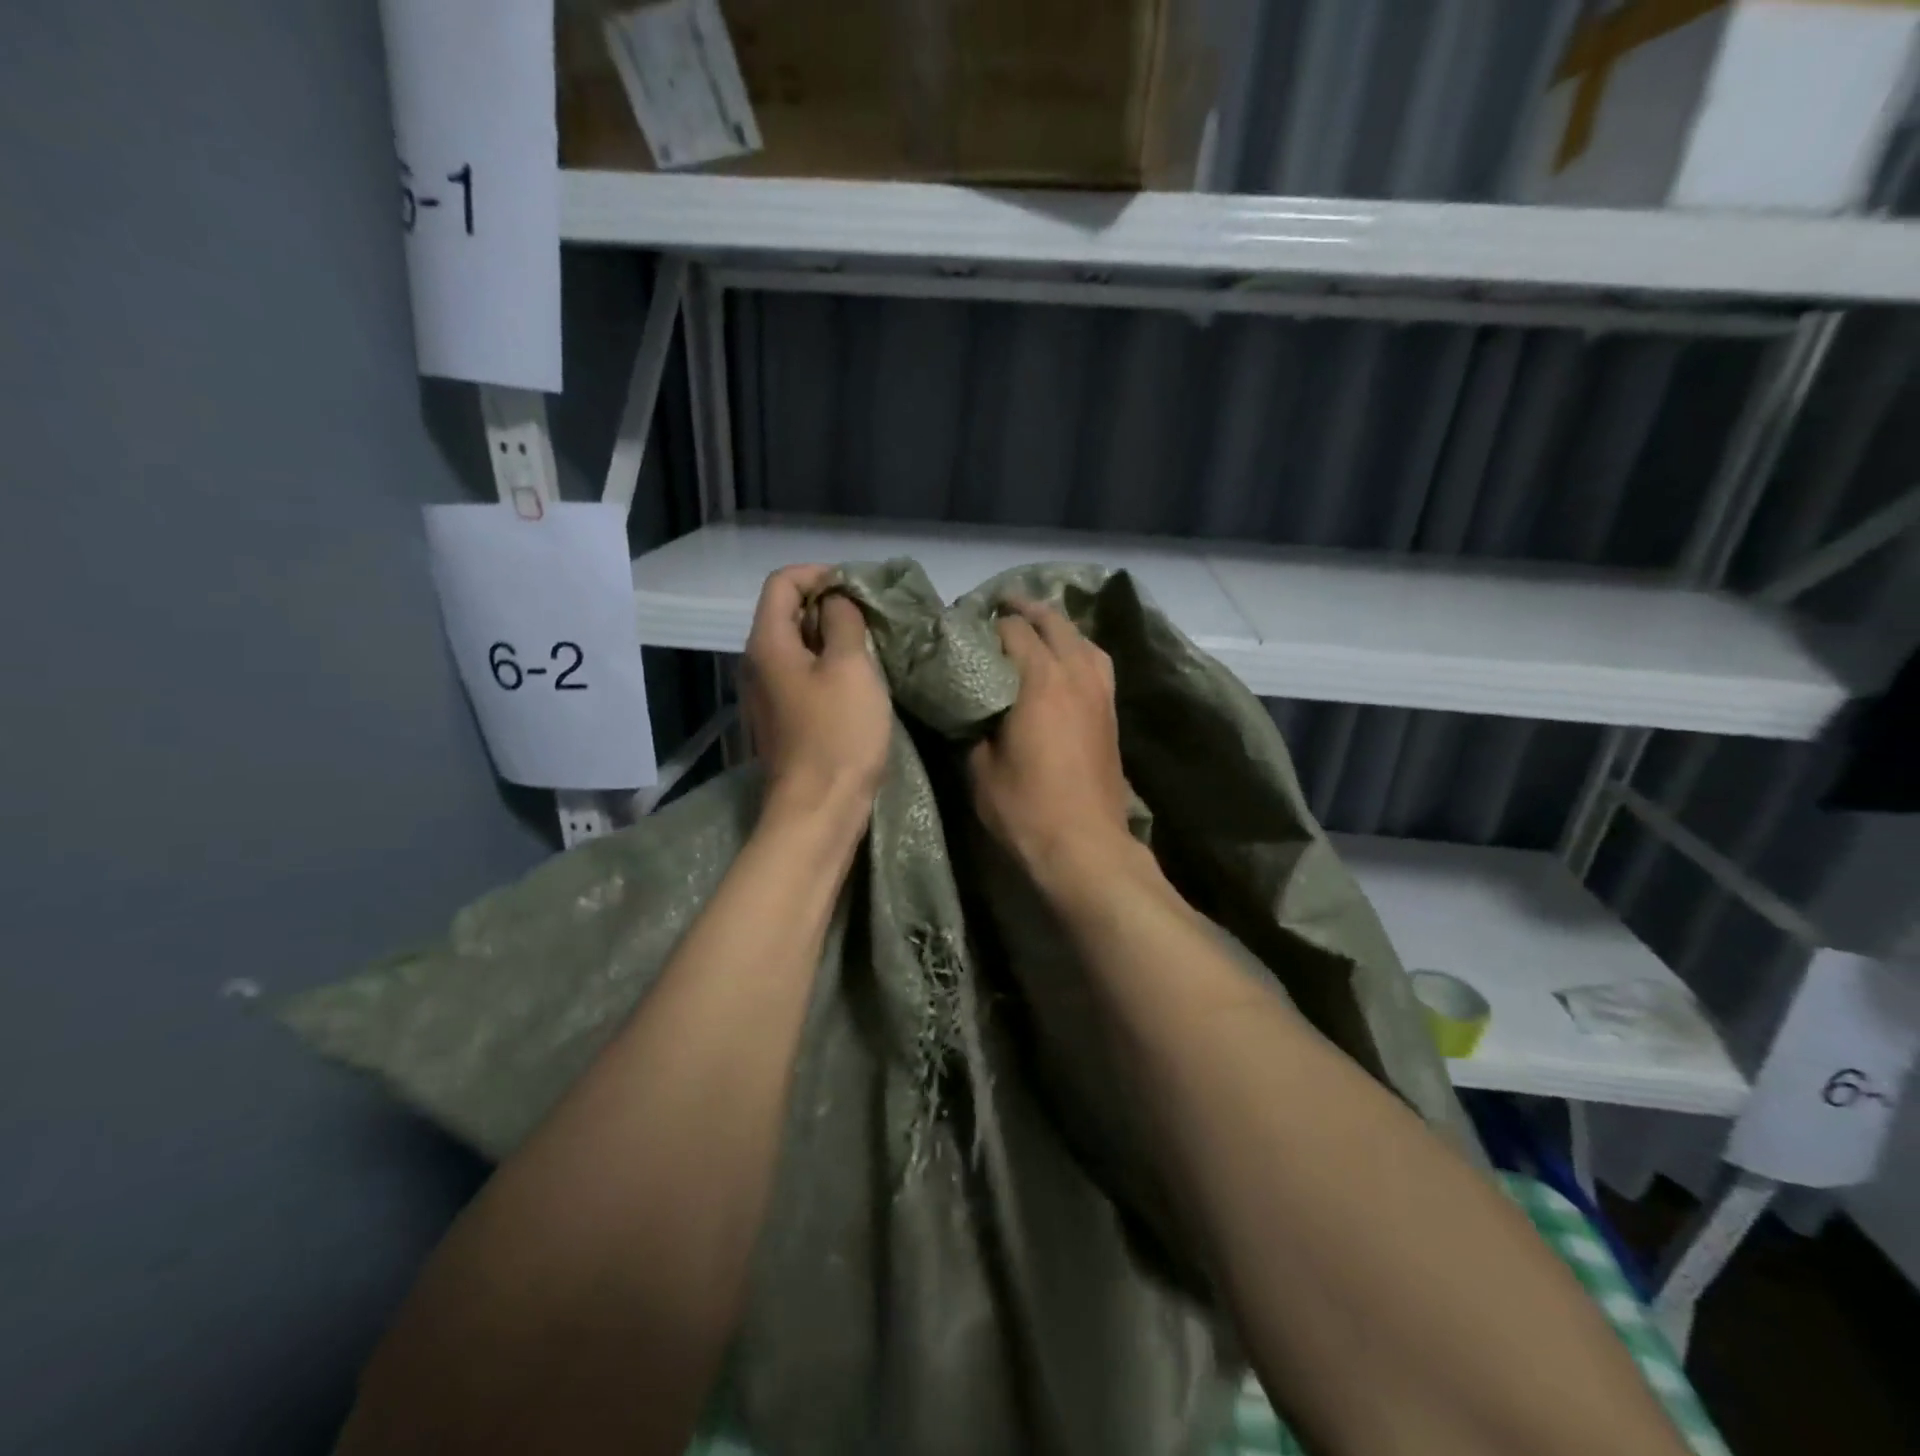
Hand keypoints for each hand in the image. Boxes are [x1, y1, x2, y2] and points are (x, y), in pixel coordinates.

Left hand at [741, 566, 890, 835]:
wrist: (819, 809)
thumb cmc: (838, 734)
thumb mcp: (851, 667)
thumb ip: (843, 622)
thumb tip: (837, 600)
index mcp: (767, 643)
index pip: (782, 582)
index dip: (819, 574)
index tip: (858, 590)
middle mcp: (756, 663)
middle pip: (786, 612)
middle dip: (828, 606)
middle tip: (871, 618)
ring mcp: (766, 694)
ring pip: (796, 646)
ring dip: (831, 639)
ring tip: (870, 648)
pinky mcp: (782, 720)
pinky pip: (801, 677)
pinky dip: (827, 668)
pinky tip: (857, 683)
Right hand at [968, 601, 1133, 872]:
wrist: (1086, 848)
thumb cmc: (1026, 809)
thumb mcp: (979, 768)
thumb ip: (971, 724)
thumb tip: (967, 701)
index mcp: (1040, 680)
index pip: (1012, 630)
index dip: (986, 623)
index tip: (964, 628)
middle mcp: (1075, 674)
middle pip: (1053, 622)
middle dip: (1024, 609)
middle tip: (998, 606)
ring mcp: (1100, 692)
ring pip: (1081, 638)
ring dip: (1056, 626)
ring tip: (1034, 626)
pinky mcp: (1112, 712)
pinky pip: (1096, 662)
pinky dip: (1078, 649)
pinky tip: (1065, 660)